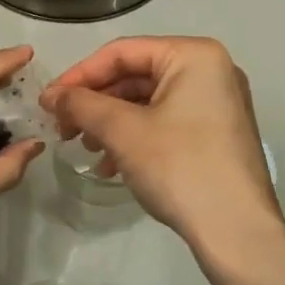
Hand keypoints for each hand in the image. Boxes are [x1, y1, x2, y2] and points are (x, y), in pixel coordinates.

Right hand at [43, 37, 282, 256]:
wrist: (236, 231)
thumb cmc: (179, 167)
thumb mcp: (122, 131)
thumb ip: (82, 104)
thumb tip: (52, 96)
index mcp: (194, 55)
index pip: (122, 52)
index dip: (79, 75)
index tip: (47, 102)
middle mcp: (211, 71)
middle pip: (135, 76)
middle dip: (95, 103)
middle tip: (62, 128)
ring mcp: (217, 104)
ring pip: (147, 102)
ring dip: (110, 123)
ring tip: (86, 149)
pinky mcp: (216, 135)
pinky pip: (165, 122)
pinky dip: (134, 138)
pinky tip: (111, 165)